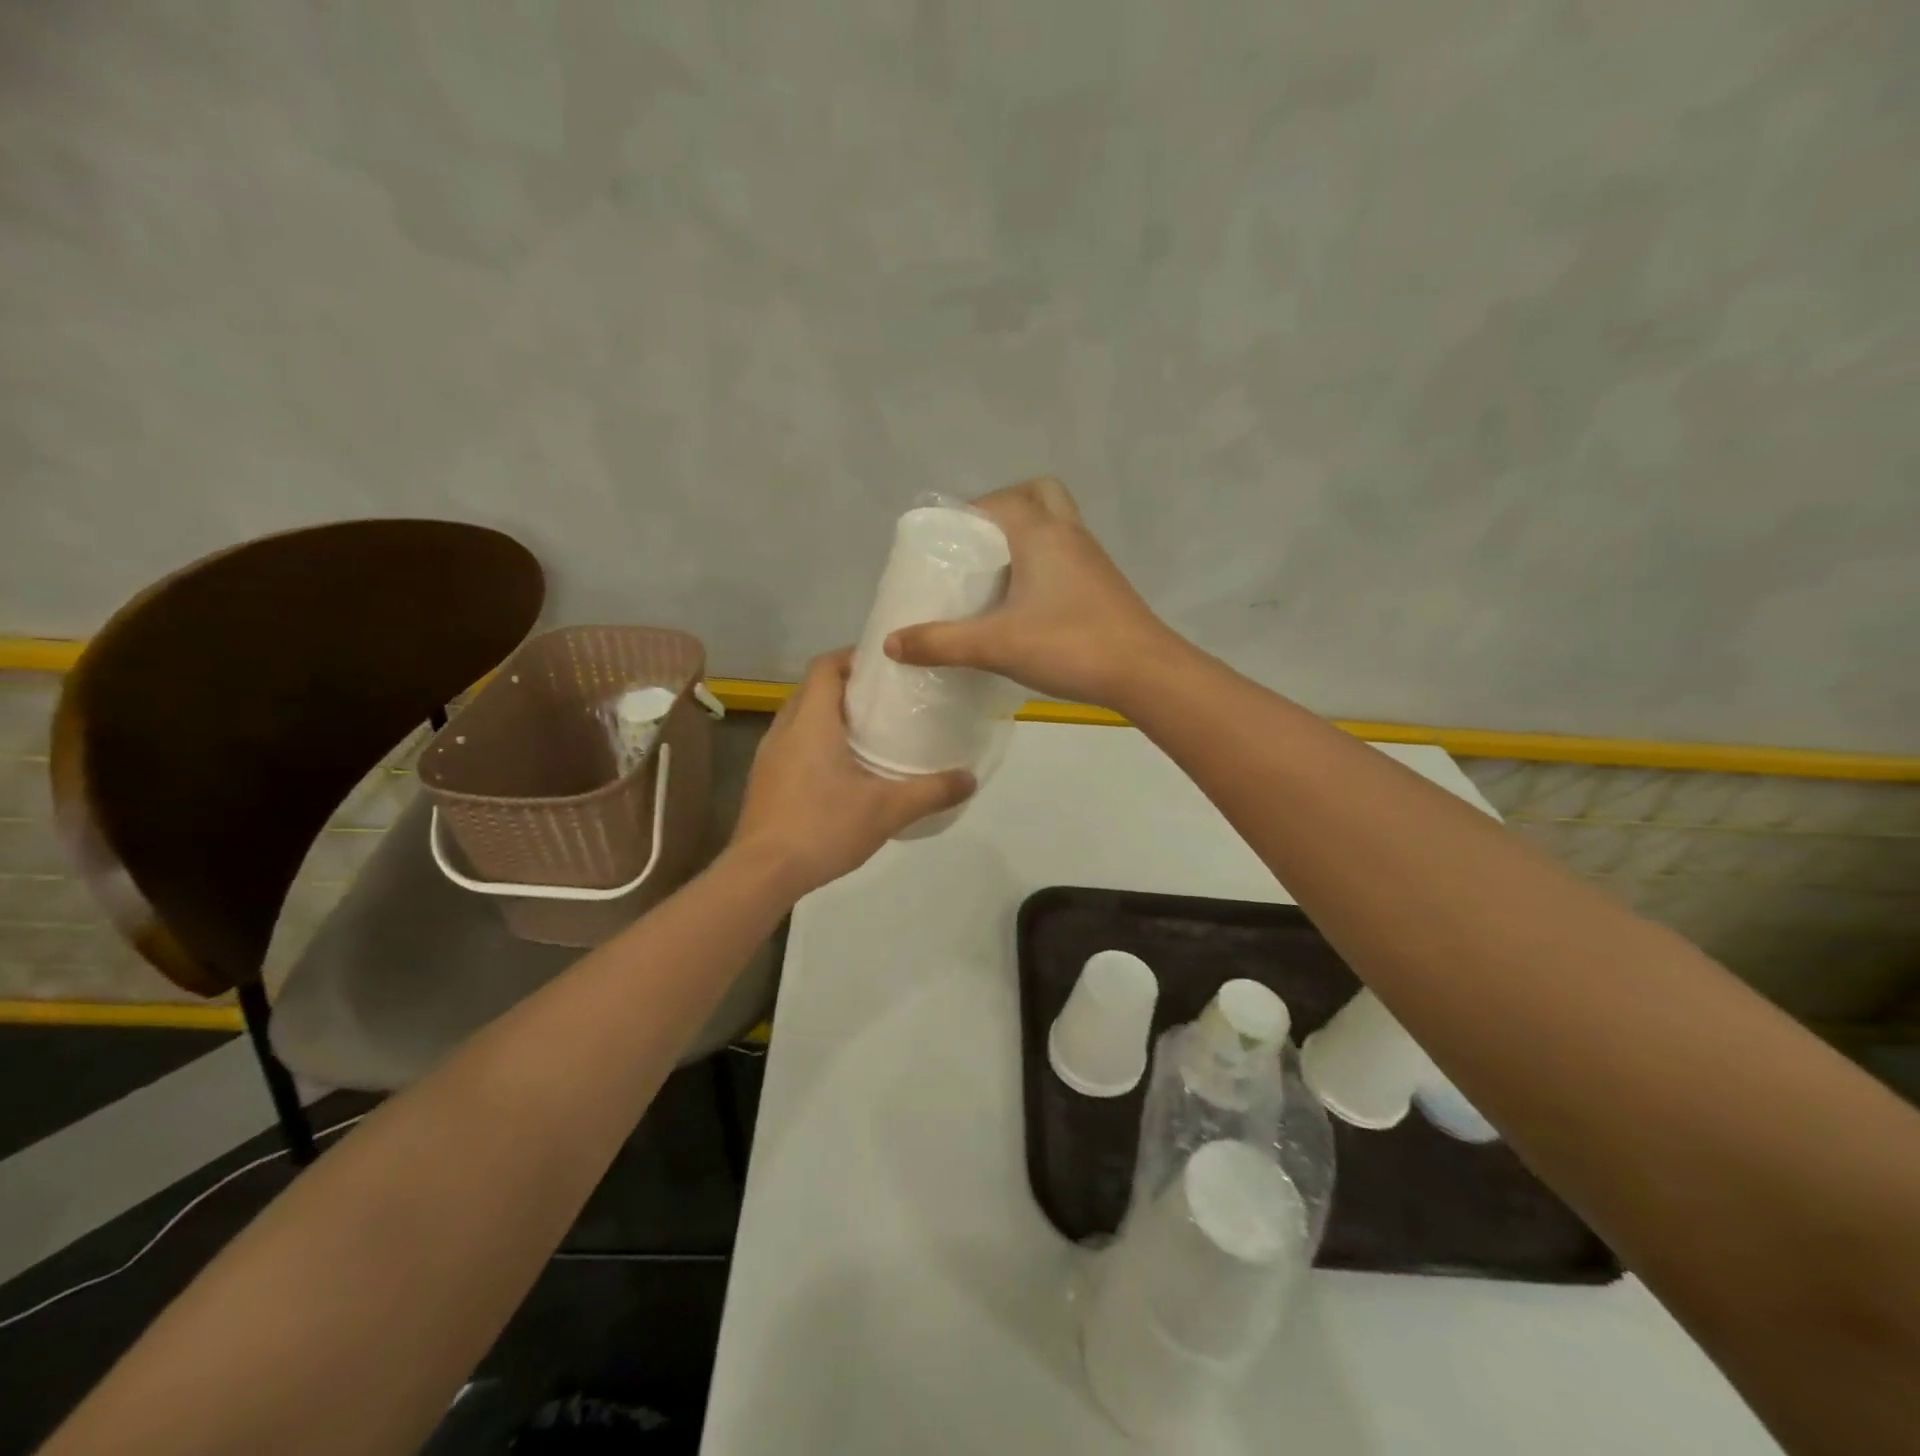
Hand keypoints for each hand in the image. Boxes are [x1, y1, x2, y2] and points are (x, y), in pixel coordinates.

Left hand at [729, 650, 973, 895]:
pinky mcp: (763, 781)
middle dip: (846, 688)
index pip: (825, 666)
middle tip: (885, 700)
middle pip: (813, 690)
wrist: (762, 873)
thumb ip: (931, 791)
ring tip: (868, 733)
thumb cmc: (823, 827)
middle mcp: (784, 729)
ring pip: (800, 719)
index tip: (884, 665)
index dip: (852, 657)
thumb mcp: (887, 810)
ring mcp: (768, 756)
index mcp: (811, 721)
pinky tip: (841, 772)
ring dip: (829, 717)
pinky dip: (815, 744)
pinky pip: (792, 745)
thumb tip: (970, 778)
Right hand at [883, 477, 1179, 711]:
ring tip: (994, 575)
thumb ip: (941, 643)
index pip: (998, 499)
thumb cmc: (1069, 645)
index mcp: (1040, 532)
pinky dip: (1044, 563)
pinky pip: (1067, 556)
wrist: (1144, 672)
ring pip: (1056, 525)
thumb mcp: (995, 645)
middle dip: (1005, 508)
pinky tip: (1026, 603)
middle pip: (1037, 495)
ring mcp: (1092, 559)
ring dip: (1027, 536)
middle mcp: (1069, 534)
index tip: (944, 542)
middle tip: (978, 546)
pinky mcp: (1103, 585)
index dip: (967, 512)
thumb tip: (891, 643)